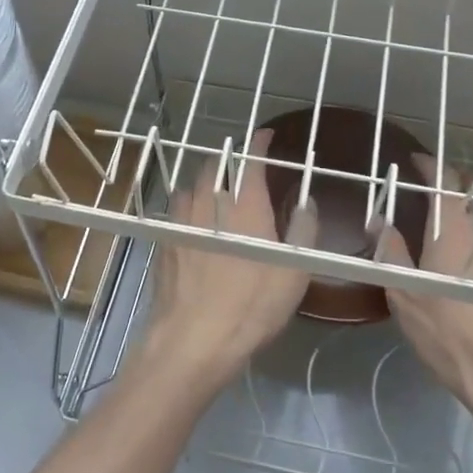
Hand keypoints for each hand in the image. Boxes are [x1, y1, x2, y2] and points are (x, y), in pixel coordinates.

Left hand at [135, 128, 315, 388]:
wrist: (194, 339)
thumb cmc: (252, 307)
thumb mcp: (294, 273)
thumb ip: (303, 231)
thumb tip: (307, 202)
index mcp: (246, 206)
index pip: (251, 160)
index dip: (259, 142)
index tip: (265, 134)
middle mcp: (211, 204)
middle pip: (216, 166)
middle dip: (230, 158)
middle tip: (242, 166)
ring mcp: (182, 221)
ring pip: (192, 185)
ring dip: (206, 180)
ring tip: (217, 189)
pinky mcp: (165, 241)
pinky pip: (176, 209)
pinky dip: (188, 203)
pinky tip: (193, 219)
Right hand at [374, 158, 472, 428]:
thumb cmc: (451, 337)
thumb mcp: (406, 297)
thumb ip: (391, 252)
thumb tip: (379, 221)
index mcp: (454, 230)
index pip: (444, 180)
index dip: (430, 166)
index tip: (417, 162)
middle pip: (471, 197)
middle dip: (452, 195)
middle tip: (433, 208)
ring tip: (460, 244)